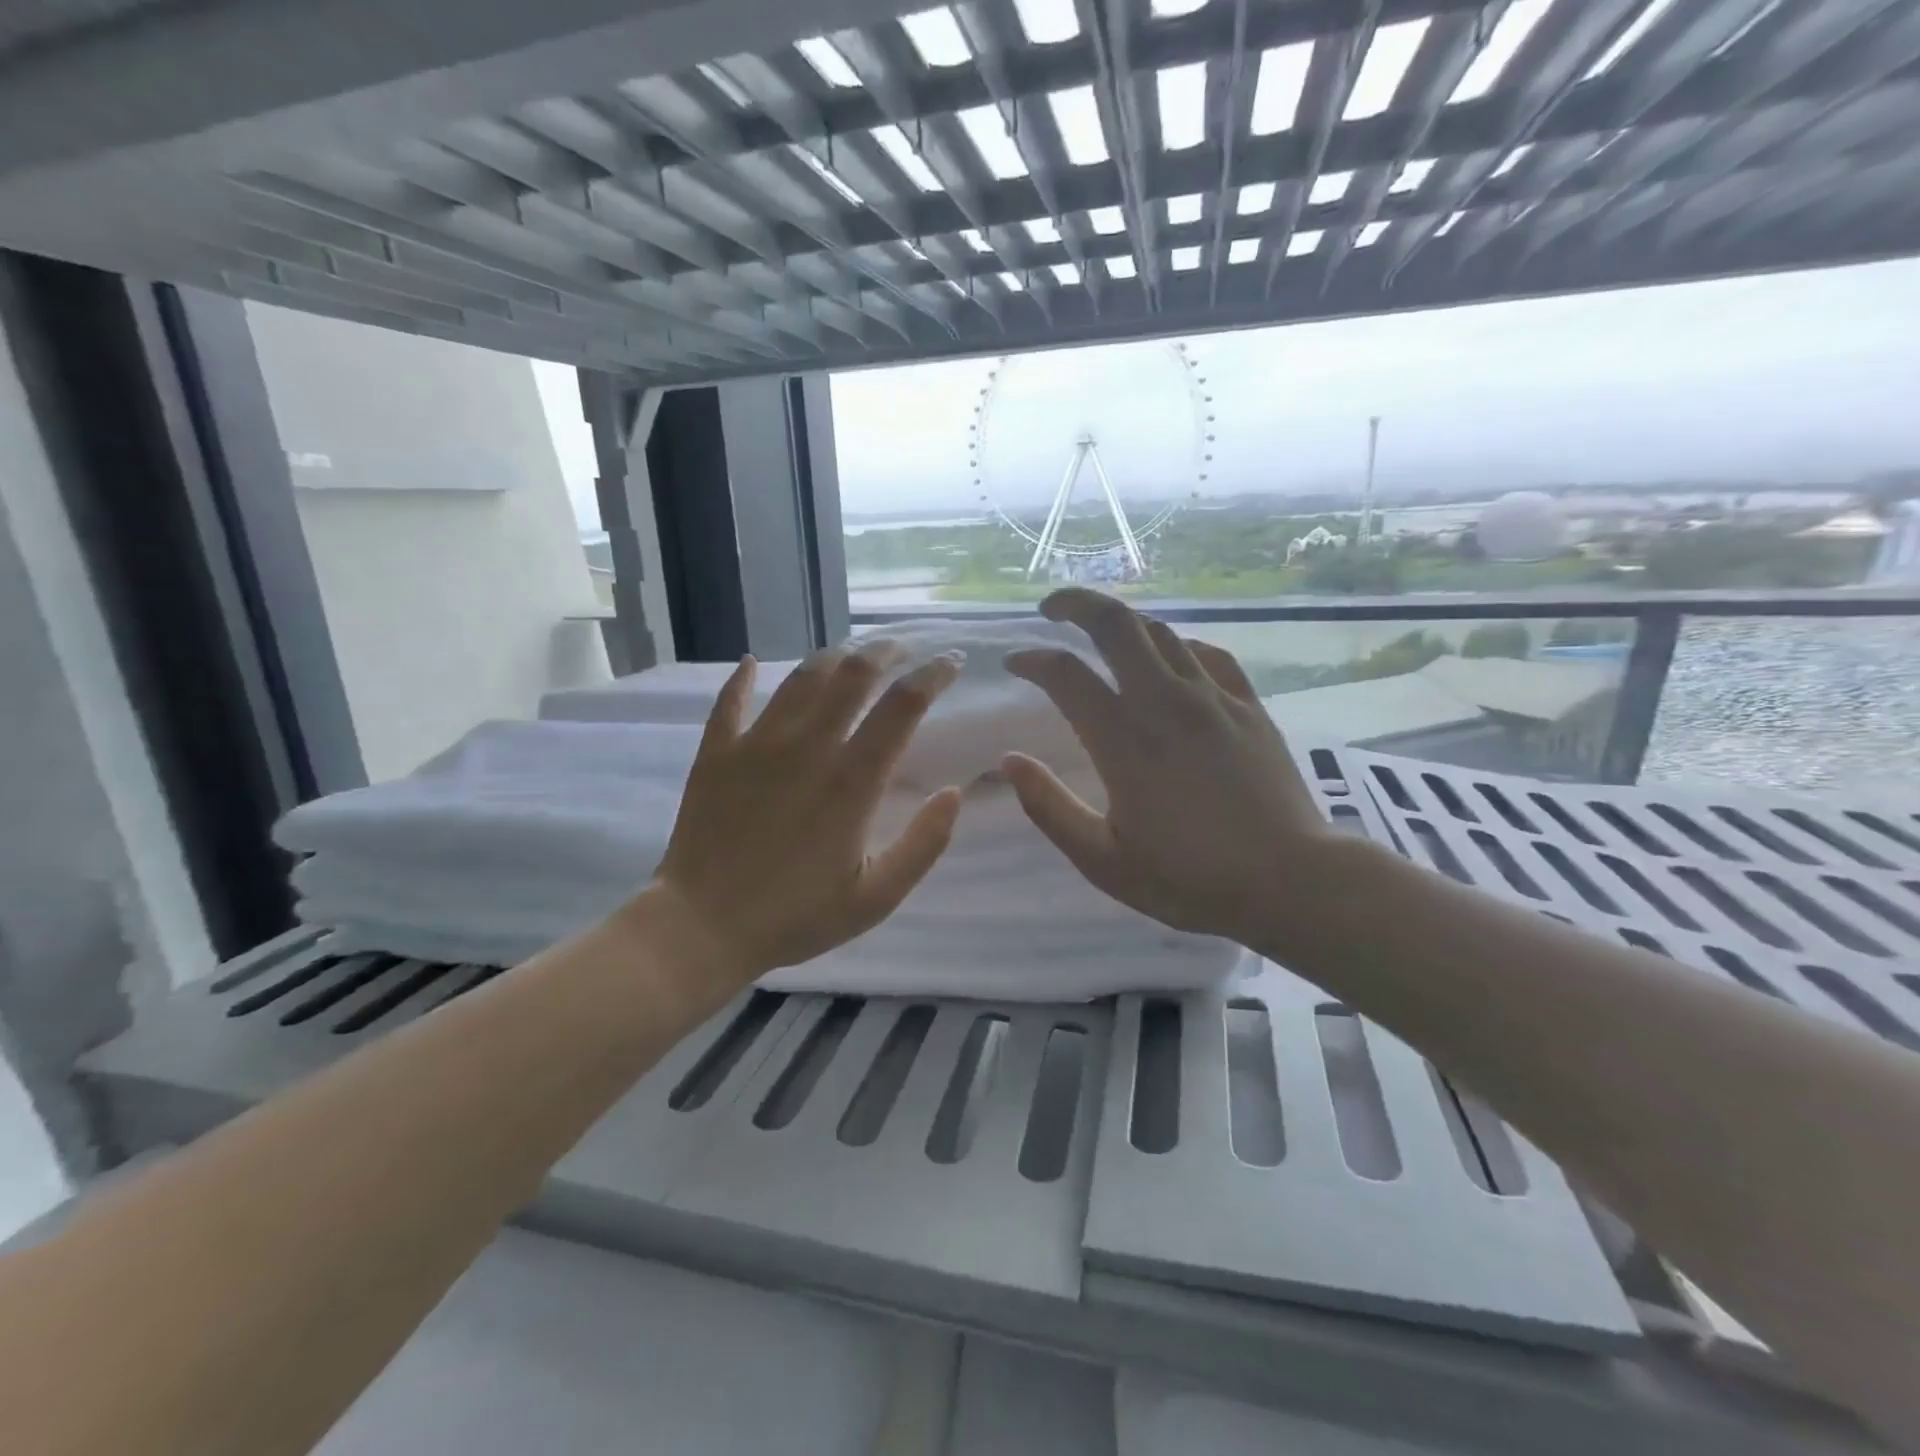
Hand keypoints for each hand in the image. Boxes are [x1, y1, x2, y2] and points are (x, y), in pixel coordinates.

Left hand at [649, 640, 963, 984]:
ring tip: (849, 653)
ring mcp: (757, 744)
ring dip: (831, 657)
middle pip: (852, 673)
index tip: (951, 662)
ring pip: (800, 677)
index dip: (933, 675)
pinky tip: (751, 662)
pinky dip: (743, 677)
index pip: (902, 705)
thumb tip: (954, 792)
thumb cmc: (795, 916)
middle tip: (902, 647)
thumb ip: (923, 844)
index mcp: (852, 780)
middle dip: (884, 650)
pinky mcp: (717, 753)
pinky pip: (731, 700)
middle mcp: (807, 746)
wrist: (701, 927)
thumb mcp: (876, 897)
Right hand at [1002, 589, 1331, 946]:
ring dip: (1123, 622)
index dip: (1033, 660)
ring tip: (1102, 632)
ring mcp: (1213, 699)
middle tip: (1052, 609)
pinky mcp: (1249, 707)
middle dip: (1077, 604)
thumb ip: (1049, 807)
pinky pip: (1208, 654)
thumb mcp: (1103, 860)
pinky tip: (1171, 658)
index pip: (1067, 675)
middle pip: (1117, 624)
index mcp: (1124, 741)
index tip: (1015, 663)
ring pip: (1161, 632)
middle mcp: (1166, 704)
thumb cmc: (1190, 879)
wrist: (1291, 882)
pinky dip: (1178, 645)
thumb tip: (1008, 761)